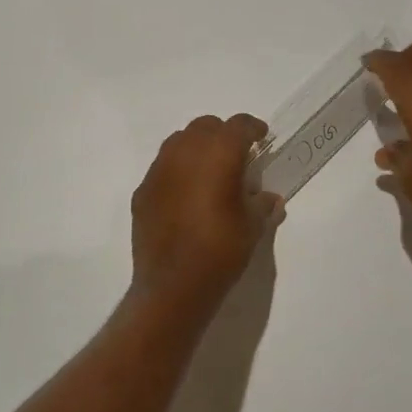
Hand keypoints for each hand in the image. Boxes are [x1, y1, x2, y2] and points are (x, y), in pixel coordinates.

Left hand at [131, 114, 278, 304]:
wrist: (173, 286)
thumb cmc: (221, 251)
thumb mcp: (253, 227)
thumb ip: (262, 204)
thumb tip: (268, 198)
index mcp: (219, 155)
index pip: (238, 126)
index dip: (252, 128)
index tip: (261, 138)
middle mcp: (185, 153)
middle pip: (205, 127)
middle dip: (222, 135)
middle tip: (236, 156)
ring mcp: (158, 171)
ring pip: (178, 142)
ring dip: (196, 149)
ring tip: (209, 172)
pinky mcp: (142, 191)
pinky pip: (162, 169)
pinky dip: (177, 173)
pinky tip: (185, 197)